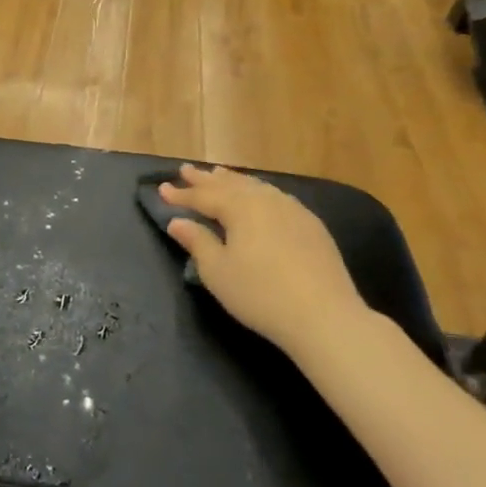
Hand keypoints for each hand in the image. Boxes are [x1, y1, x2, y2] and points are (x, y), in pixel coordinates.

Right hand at [159, 164, 370, 357]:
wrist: (324, 316)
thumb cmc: (260, 294)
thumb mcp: (217, 271)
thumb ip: (197, 242)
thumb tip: (177, 222)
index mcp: (240, 208)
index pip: (204, 196)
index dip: (181, 194)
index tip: (161, 189)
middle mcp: (267, 200)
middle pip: (231, 184)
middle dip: (206, 179)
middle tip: (186, 170)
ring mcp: (294, 211)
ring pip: (257, 187)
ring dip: (234, 181)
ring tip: (219, 175)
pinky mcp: (312, 226)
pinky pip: (276, 197)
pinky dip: (258, 192)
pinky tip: (259, 197)